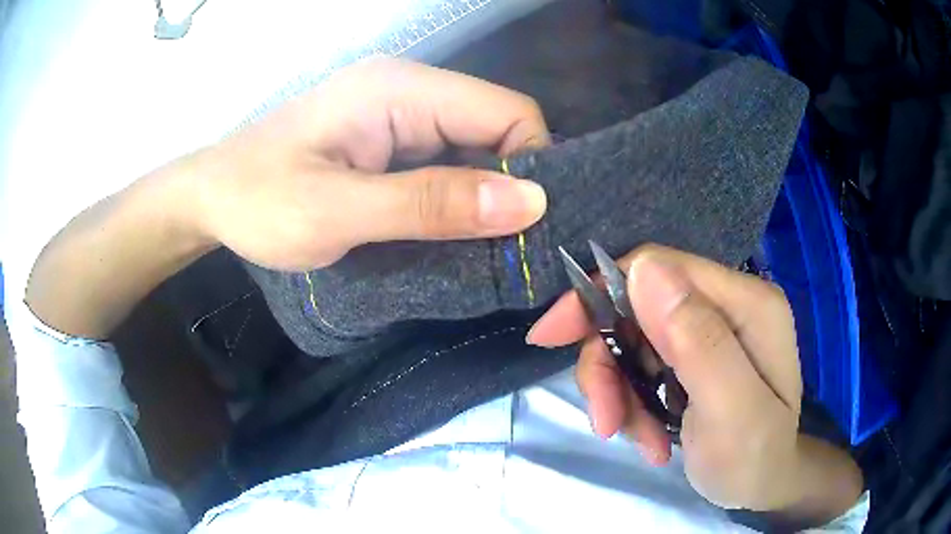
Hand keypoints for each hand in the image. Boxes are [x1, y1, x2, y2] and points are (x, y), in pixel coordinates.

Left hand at [189, 57, 549, 270]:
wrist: (210, 199)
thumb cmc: (258, 202)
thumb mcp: (337, 212)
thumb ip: (430, 204)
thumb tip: (531, 202)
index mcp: (400, 89)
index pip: (507, 111)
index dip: (531, 166)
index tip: (522, 230)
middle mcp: (408, 90)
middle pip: (496, 128)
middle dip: (509, 188)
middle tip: (502, 251)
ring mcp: (398, 114)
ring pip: (474, 150)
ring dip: (481, 198)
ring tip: (473, 250)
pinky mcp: (387, 139)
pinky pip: (445, 164)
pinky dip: (454, 199)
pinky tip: (443, 234)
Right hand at [527, 245, 861, 519]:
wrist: (762, 485)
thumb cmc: (753, 458)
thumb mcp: (732, 412)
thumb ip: (699, 342)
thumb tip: (644, 270)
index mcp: (746, 302)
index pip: (659, 268)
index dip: (600, 294)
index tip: (550, 337)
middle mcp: (727, 304)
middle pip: (638, 307)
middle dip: (610, 365)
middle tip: (606, 420)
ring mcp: (709, 328)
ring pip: (632, 340)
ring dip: (621, 393)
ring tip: (638, 439)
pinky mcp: (692, 353)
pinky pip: (640, 365)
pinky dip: (632, 402)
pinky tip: (650, 437)